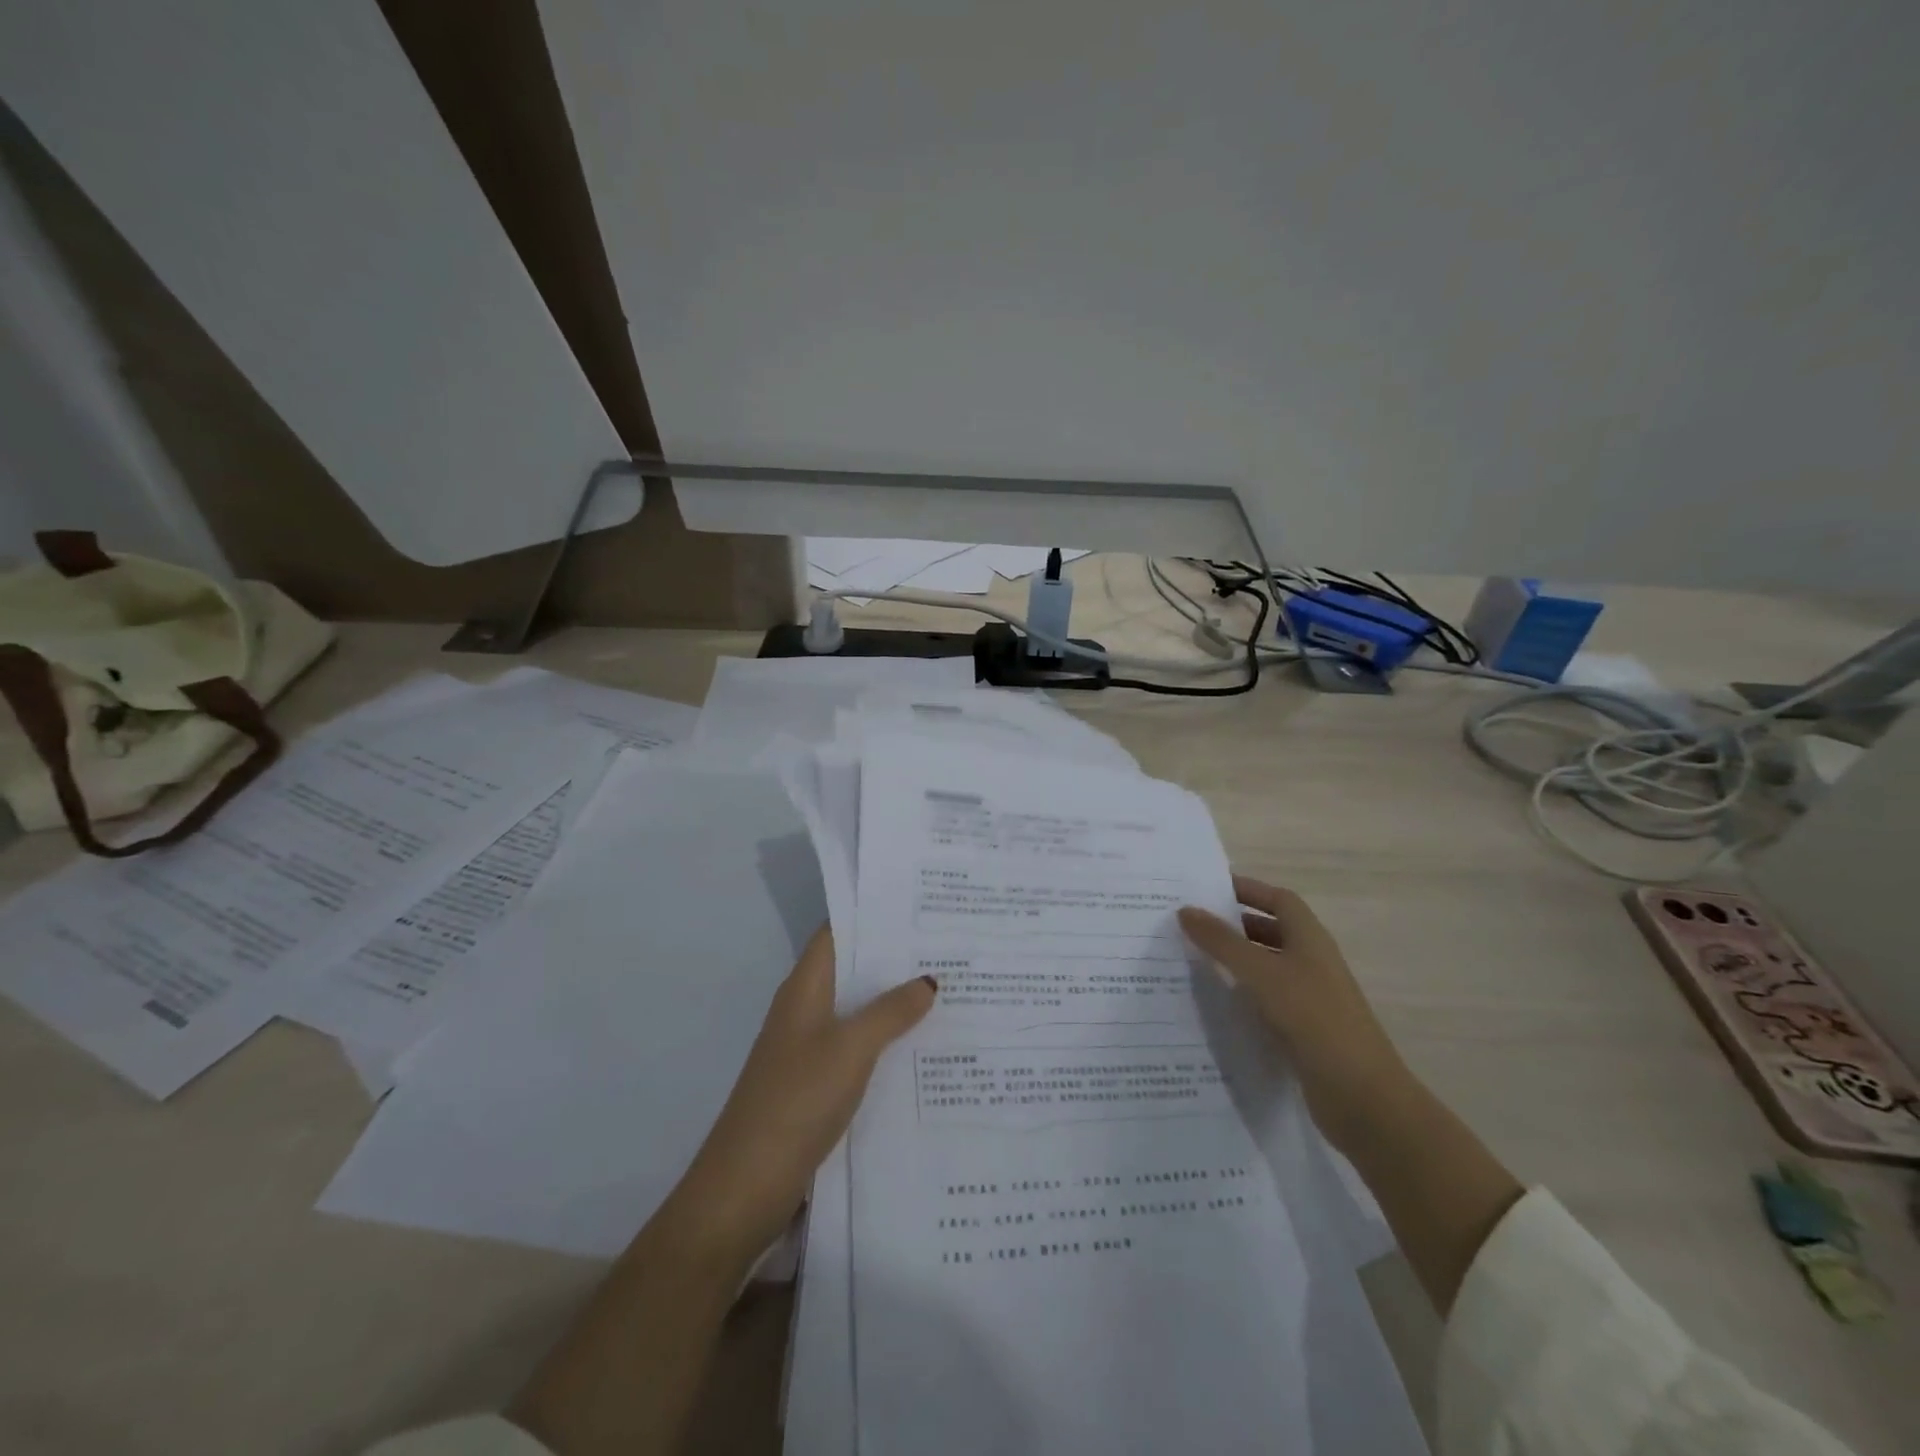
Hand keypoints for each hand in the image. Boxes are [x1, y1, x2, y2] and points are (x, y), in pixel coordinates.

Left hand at [664, 925, 934, 1266]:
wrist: (745, 1187)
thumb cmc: (796, 1101)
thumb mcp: (851, 1049)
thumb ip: (891, 1012)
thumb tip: (928, 979)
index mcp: (804, 989)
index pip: (837, 933)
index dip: (872, 916)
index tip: (919, 906)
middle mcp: (804, 1010)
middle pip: (851, 971)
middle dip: (894, 959)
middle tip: (948, 946)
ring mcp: (808, 1050)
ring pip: (857, 1011)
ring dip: (894, 1002)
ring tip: (947, 989)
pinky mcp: (816, 1086)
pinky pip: (857, 1049)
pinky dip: (886, 1042)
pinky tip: (923, 1048)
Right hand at [1179, 875, 1410, 1151]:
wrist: (1362, 1096)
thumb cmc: (1313, 1019)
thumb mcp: (1261, 973)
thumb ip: (1222, 942)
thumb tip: (1186, 910)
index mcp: (1310, 939)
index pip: (1279, 900)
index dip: (1248, 890)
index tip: (1208, 889)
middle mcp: (1312, 962)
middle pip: (1272, 931)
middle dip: (1234, 925)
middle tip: (1191, 925)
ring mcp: (1310, 998)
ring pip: (1267, 967)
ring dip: (1236, 961)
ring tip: (1193, 960)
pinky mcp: (1304, 1030)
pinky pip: (1267, 1000)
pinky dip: (1243, 995)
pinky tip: (1215, 1003)